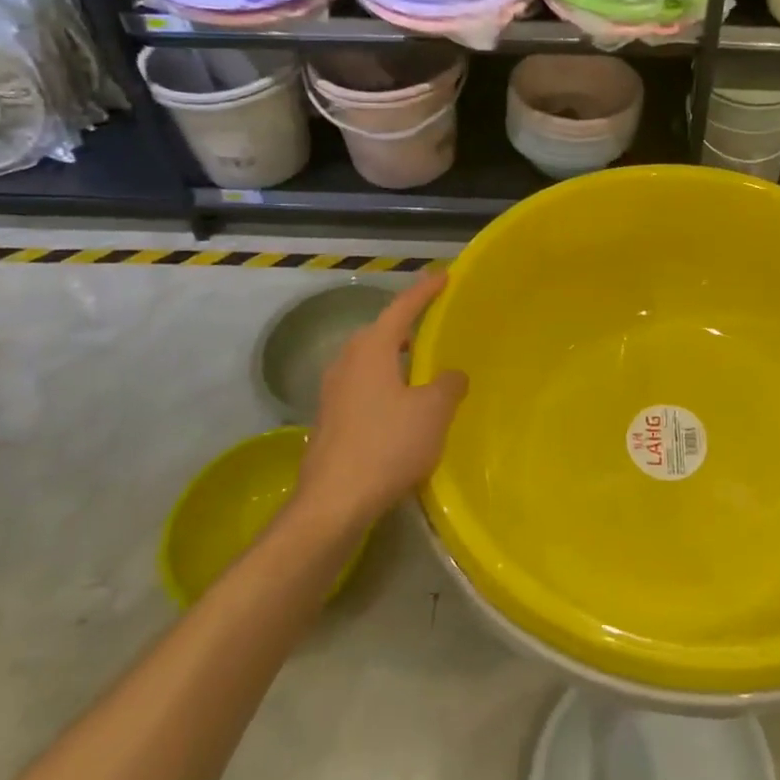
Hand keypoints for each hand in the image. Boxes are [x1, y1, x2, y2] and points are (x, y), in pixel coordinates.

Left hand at [293, 273, 468, 534]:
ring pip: (368, 360)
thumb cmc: (387, 446)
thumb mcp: (433, 412)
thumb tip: (450, 375)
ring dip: (393, 357)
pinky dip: (384, 383)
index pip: (402, 308)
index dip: (425, 291)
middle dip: (405, 325)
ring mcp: (332, 392)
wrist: (332, 504)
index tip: (444, 276)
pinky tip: (400, 405)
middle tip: (433, 324)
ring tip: (420, 365)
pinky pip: (362, 385)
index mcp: (372, 349)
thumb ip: (448, 384)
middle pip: (380, 331)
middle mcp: (347, 362)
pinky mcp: (329, 419)